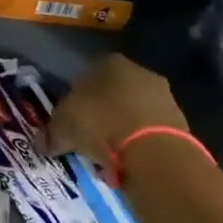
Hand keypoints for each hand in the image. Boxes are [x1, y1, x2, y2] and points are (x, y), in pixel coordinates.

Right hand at [43, 55, 187, 159]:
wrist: (153, 152)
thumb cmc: (100, 125)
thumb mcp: (63, 128)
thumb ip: (51, 133)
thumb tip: (41, 144)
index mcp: (109, 62)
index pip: (87, 75)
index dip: (76, 97)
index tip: (71, 118)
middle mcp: (140, 72)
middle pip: (113, 92)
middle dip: (102, 111)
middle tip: (88, 135)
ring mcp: (164, 96)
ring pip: (134, 111)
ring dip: (122, 127)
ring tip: (108, 152)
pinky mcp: (181, 123)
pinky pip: (150, 131)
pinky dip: (139, 142)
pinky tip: (128, 159)